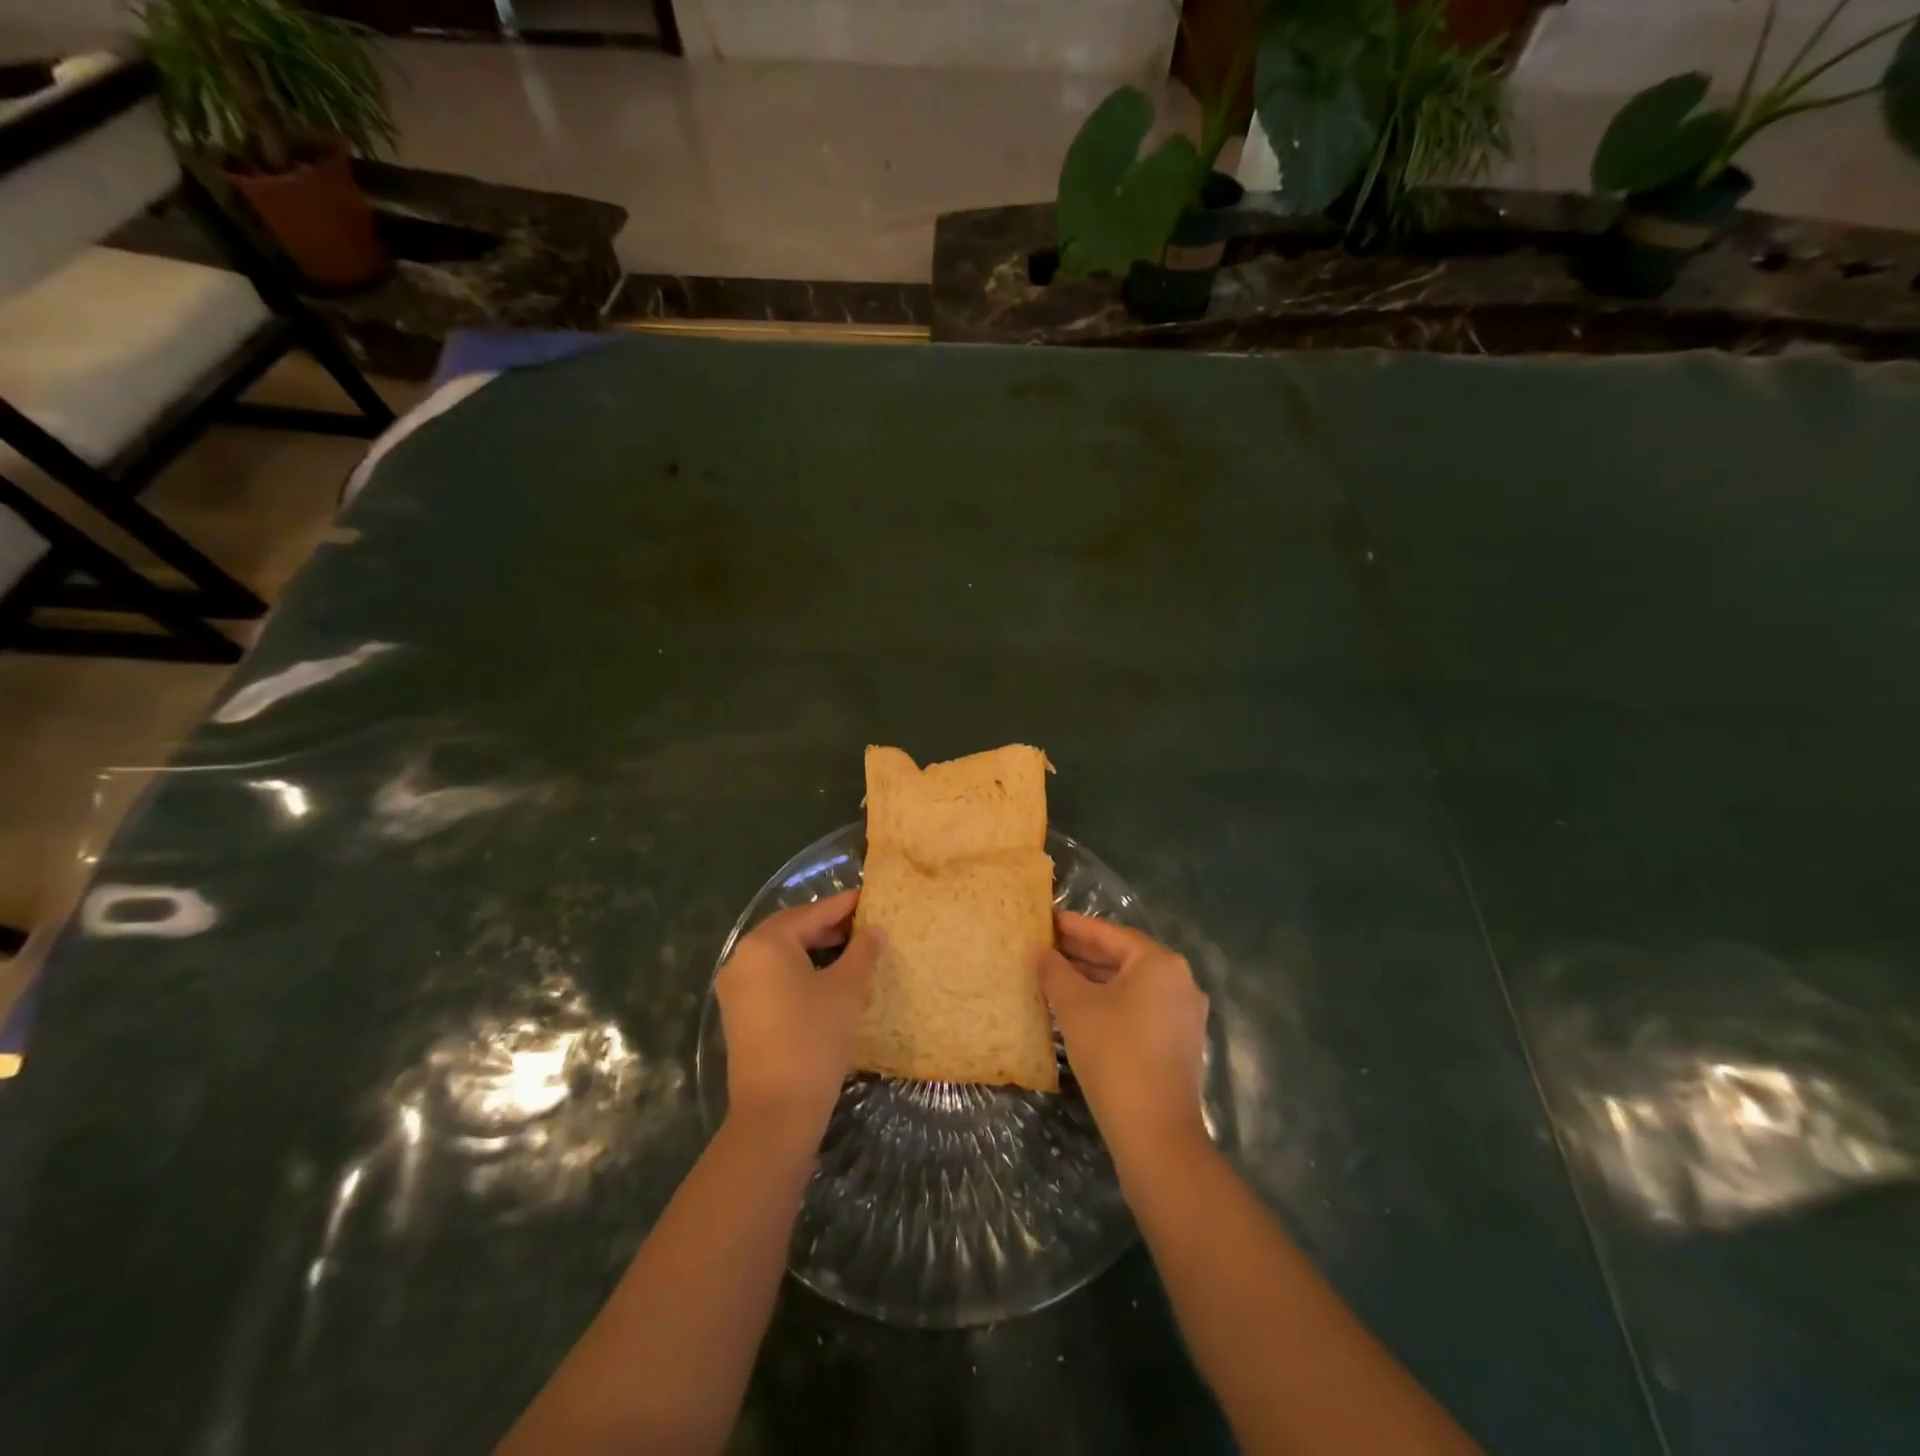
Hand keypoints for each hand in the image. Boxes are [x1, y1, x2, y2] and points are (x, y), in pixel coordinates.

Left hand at [715, 889, 882, 1140]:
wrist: (776, 1110)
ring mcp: (736, 988)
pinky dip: (797, 971)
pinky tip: (825, 980)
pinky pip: (771, 978)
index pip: (812, 913)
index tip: (870, 897)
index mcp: (766, 943)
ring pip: (779, 955)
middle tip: (862, 925)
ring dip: (812, 949)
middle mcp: (742, 958)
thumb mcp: (847, 989)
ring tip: (849, 951)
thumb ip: (862, 952)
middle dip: (826, 926)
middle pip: (790, 930)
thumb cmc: (815, 1037)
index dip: (844, 905)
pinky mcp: (738, 1015)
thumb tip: (875, 931)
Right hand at [1040, 912, 1209, 1168]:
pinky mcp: (1180, 1043)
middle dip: (1083, 953)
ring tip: (1056, 976)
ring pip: (1131, 986)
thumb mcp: (1075, 1007)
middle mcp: (1180, 981)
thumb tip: (1039, 951)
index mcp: (1160, 963)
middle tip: (1046, 948)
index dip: (1074, 927)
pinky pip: (1140, 1009)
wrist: (1155, 1133)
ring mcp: (1184, 1015)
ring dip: (1095, 980)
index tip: (1046, 921)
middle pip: (1123, 958)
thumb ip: (1054, 971)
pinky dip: (1111, 1003)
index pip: (1110, 934)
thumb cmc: (1114, 1054)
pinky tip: (1081, 1010)